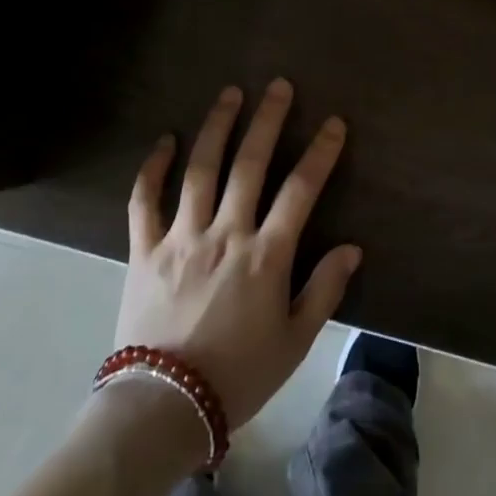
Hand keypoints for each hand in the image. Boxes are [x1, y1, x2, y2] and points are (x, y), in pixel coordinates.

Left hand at [113, 79, 361, 429]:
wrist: (162, 409)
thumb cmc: (238, 377)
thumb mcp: (295, 341)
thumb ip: (324, 290)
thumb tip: (351, 248)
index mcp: (265, 255)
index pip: (301, 190)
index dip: (321, 153)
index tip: (334, 122)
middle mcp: (225, 234)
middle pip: (250, 164)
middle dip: (268, 121)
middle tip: (278, 86)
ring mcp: (181, 238)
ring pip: (200, 170)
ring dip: (217, 127)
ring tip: (230, 94)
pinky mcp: (144, 250)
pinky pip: (144, 201)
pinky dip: (153, 168)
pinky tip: (165, 140)